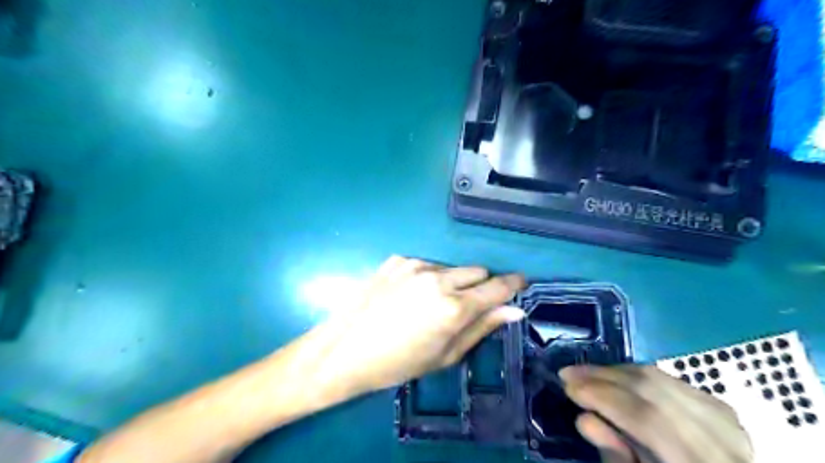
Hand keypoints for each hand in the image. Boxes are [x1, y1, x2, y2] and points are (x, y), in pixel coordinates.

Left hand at [318, 254, 523, 392]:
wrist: (344, 350)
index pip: (497, 286)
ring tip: (430, 305)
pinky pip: (426, 265)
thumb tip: (514, 310)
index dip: (513, 283)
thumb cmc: (398, 363)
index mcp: (454, 307)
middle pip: (477, 271)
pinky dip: (427, 278)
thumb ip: (481, 328)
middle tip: (466, 306)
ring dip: (452, 282)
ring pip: (451, 268)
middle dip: (480, 286)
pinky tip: (408, 296)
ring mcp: (415, 265)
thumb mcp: (445, 355)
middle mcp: (438, 278)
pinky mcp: (397, 259)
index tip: (521, 282)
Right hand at [561, 366, 751, 462]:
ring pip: (659, 378)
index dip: (603, 397)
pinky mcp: (720, 407)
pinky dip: (634, 376)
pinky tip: (613, 378)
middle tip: (569, 374)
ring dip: (614, 372)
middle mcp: (723, 440)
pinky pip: (667, 379)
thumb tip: (584, 419)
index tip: (567, 387)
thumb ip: (615, 457)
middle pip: (653, 390)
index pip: (648, 418)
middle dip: (602, 377)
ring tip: (584, 374)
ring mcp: (727, 420)